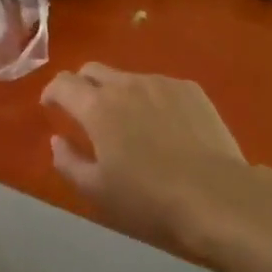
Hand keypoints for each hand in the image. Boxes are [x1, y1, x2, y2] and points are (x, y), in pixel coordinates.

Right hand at [42, 63, 271, 254]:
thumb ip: (68, 162)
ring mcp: (161, 83)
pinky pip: (160, 86)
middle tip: (87, 113)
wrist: (220, 198)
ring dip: (119, 94)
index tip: (51, 108)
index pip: (63, 83)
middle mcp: (125, 85)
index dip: (52, 92)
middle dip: (82, 86)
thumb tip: (57, 140)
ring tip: (131, 124)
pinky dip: (151, 100)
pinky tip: (165, 127)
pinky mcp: (191, 90)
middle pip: (92, 70)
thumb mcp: (98, 192)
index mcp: (97, 107)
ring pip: (127, 78)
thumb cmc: (151, 200)